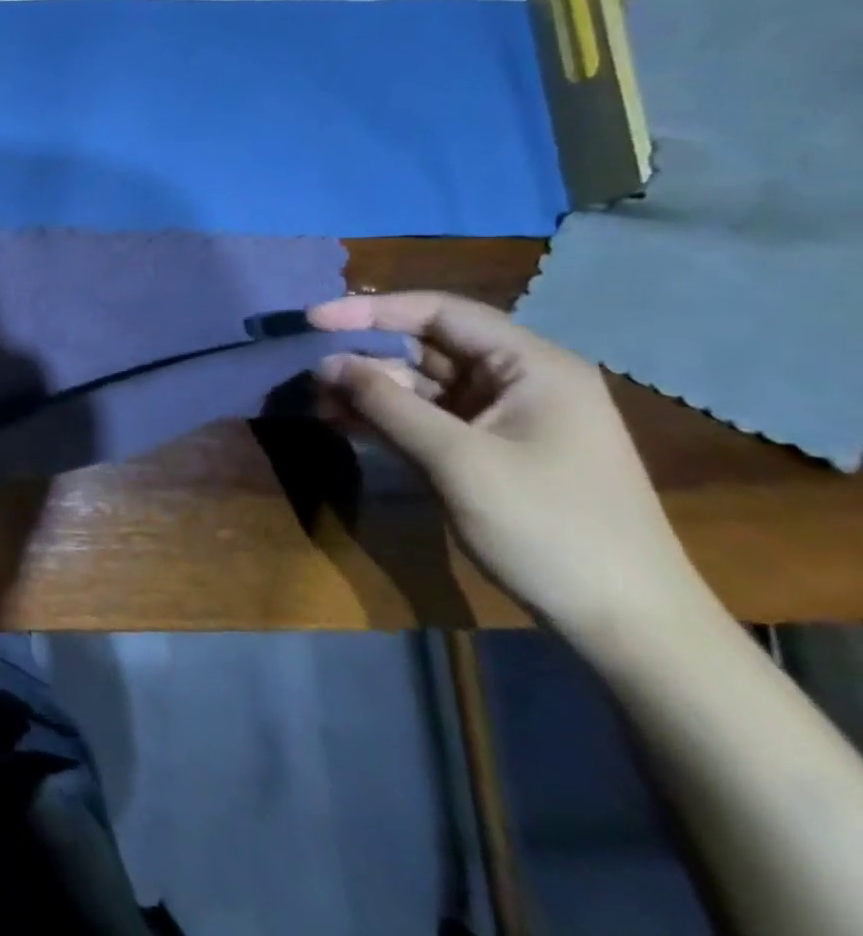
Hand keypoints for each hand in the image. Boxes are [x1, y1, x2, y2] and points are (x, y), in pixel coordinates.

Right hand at [308, 291, 704, 639]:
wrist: (626, 624)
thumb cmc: (549, 528)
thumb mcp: (458, 461)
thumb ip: (387, 404)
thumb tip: (326, 363)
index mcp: (531, 365)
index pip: (439, 313)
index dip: (372, 311)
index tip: (313, 321)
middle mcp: (518, 380)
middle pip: (427, 346)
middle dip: (366, 355)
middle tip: (309, 370)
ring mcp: (503, 417)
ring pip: (421, 384)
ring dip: (369, 389)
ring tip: (316, 400)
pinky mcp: (488, 450)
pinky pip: (427, 418)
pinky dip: (386, 418)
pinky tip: (342, 422)